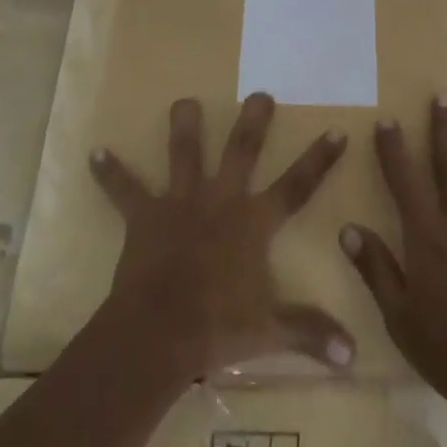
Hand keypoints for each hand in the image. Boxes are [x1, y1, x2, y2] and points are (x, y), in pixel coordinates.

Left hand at [90, 92, 355, 376]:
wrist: (158, 333)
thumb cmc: (218, 327)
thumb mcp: (270, 330)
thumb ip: (311, 333)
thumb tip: (352, 353)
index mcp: (253, 221)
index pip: (296, 185)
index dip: (319, 159)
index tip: (338, 130)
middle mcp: (220, 199)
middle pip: (242, 149)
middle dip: (254, 120)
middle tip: (261, 93)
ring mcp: (180, 202)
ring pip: (184, 153)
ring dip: (183, 126)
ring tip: (183, 101)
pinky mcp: (145, 216)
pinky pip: (124, 190)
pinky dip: (110, 173)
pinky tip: (94, 154)